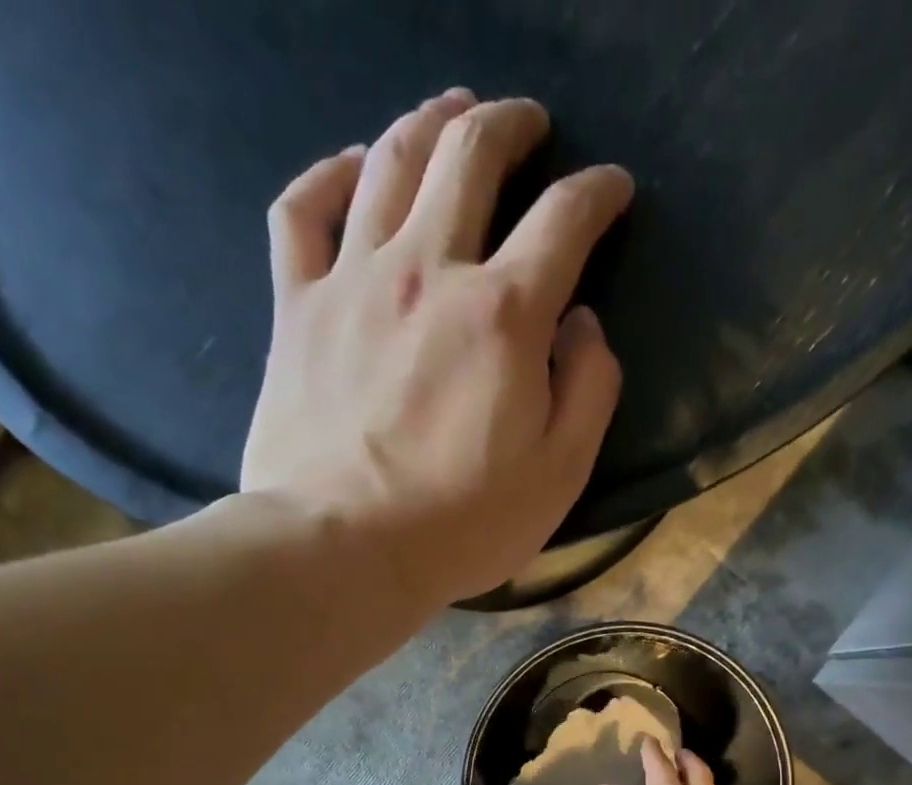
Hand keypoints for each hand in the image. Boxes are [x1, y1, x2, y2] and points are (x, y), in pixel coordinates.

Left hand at [241, 89, 633, 610]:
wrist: (343, 547)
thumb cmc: (464, 522)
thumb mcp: (561, 473)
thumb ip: (589, 390)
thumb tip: (585, 326)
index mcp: (505, 314)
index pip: (564, 221)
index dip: (597, 193)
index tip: (613, 188)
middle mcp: (430, 270)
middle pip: (470, 157)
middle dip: (510, 126)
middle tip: (530, 123)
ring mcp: (354, 279)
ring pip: (391, 162)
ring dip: (430, 121)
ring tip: (454, 111)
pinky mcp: (298, 306)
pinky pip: (304, 209)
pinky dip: (331, 172)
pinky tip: (354, 165)